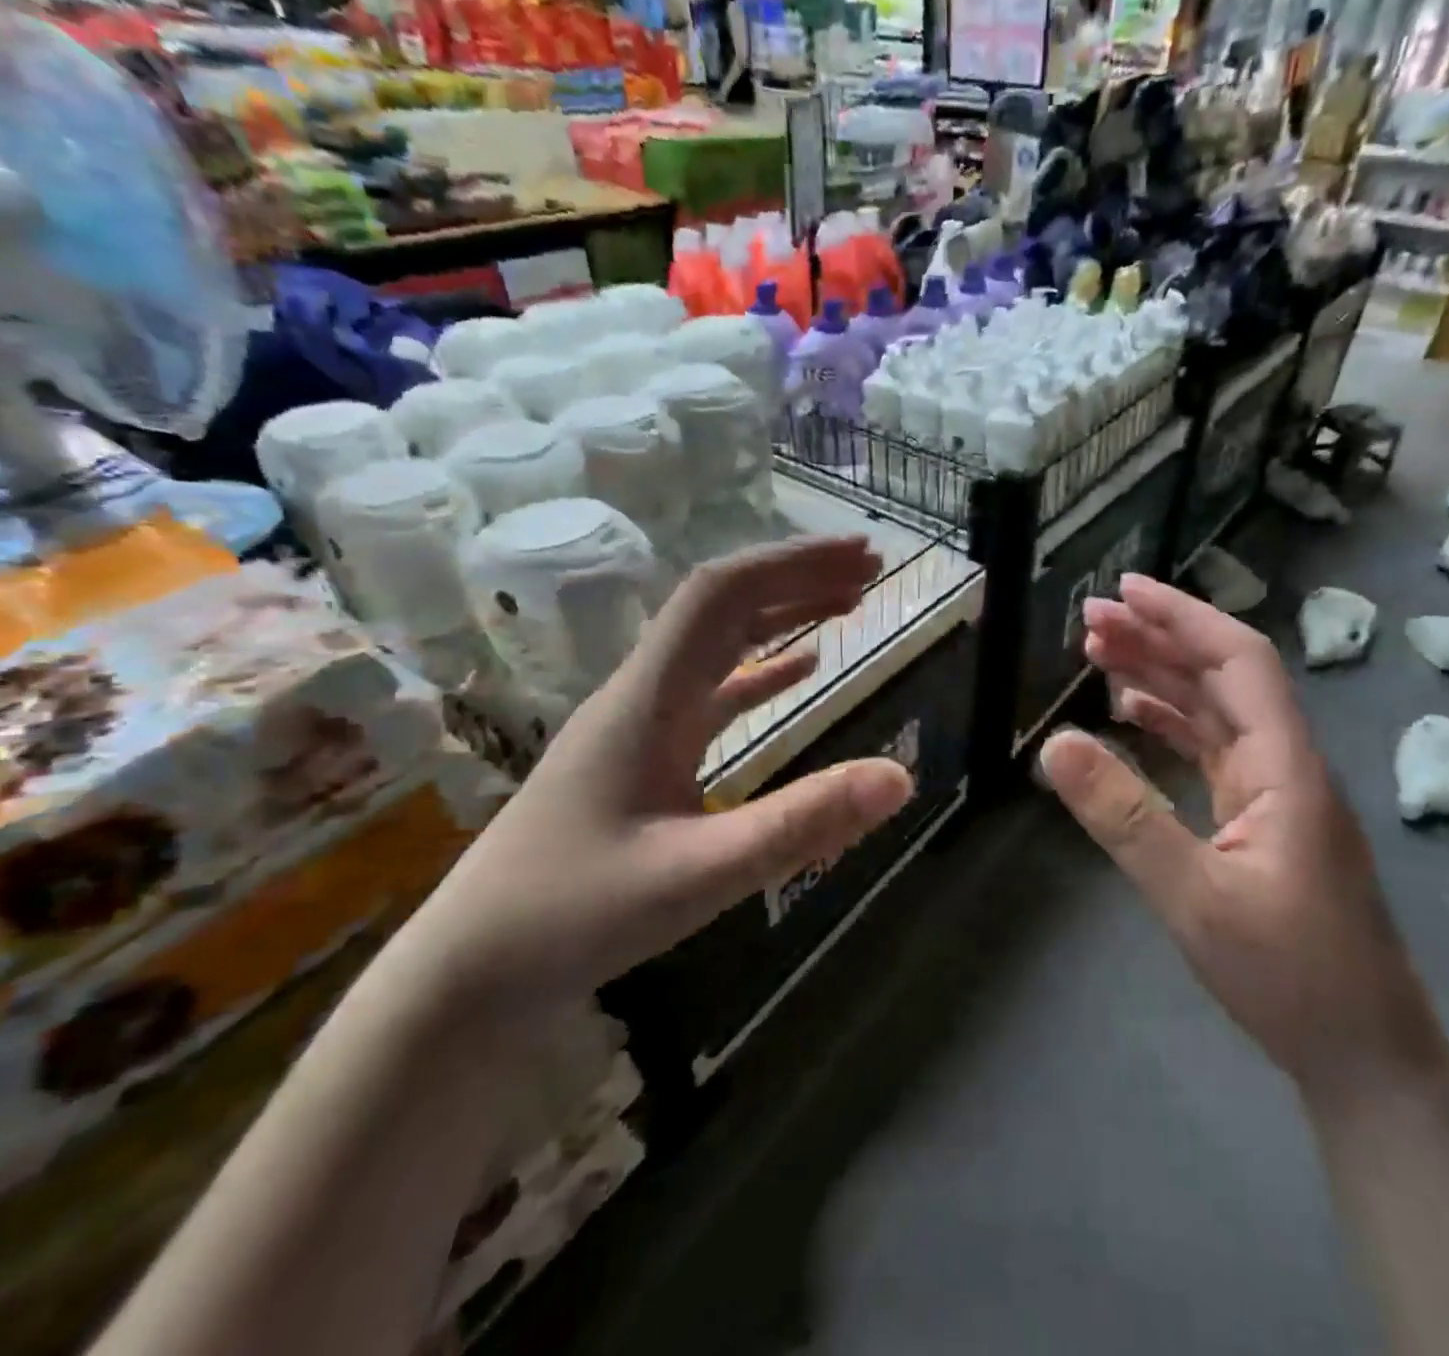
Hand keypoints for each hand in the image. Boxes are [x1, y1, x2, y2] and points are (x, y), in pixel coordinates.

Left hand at [389, 537, 915, 1031]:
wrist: (473, 968)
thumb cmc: (574, 915)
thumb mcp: (699, 876)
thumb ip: (801, 825)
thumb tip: (900, 777)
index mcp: (649, 698)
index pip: (723, 595)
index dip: (794, 564)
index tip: (859, 555)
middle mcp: (644, 693)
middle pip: (725, 606)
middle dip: (799, 577)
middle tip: (870, 569)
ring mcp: (643, 722)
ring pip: (721, 643)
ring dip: (784, 614)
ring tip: (849, 603)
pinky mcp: (646, 755)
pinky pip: (714, 692)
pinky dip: (763, 670)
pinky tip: (802, 670)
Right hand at [1039, 574, 1433, 1083]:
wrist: (1363, 1054)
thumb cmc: (1290, 977)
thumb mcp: (1193, 897)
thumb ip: (1124, 817)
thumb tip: (1054, 744)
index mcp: (1284, 765)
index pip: (1238, 660)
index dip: (1183, 616)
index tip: (1125, 589)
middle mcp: (1284, 763)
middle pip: (1222, 676)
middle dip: (1159, 637)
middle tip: (1091, 618)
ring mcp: (1275, 791)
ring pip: (1215, 710)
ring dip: (1161, 675)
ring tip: (1099, 653)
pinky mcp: (1262, 818)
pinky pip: (1211, 749)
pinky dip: (1169, 722)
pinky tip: (1131, 715)